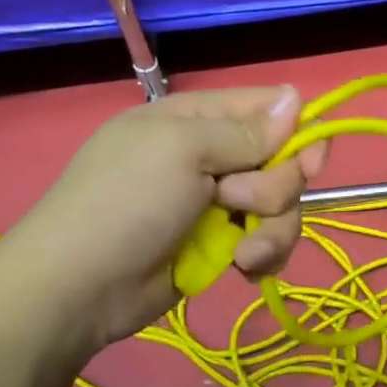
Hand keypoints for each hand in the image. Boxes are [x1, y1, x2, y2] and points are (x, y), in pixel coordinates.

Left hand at [0, 85, 326, 345]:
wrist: (77, 290)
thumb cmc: (126, 203)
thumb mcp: (182, 151)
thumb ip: (246, 131)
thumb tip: (297, 96)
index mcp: (197, 119)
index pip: (269, 108)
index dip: (297, 132)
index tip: (309, 162)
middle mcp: (213, 156)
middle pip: (283, 161)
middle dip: (273, 189)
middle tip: (238, 204)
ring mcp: (218, 203)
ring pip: (282, 206)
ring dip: (271, 230)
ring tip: (242, 254)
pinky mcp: (222, 245)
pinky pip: (268, 240)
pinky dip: (263, 255)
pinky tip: (243, 269)